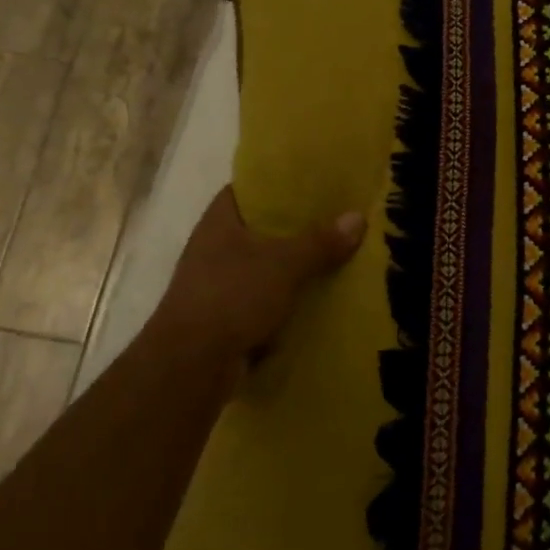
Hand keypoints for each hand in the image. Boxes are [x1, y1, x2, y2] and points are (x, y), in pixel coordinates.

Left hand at [148, 186, 364, 371]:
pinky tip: (318, 296)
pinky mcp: (225, 316)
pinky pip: (264, 298)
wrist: (191, 367)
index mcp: (219, 222)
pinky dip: (286, 297)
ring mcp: (217, 284)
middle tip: (336, 217)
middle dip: (295, 226)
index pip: (248, 189)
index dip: (278, 183)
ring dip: (292, 265)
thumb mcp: (285, 264)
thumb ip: (321, 241)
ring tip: (335, 255)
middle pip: (260, 228)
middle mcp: (214, 248)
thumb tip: (358, 217)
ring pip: (264, 265)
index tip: (313, 182)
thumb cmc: (232, 297)